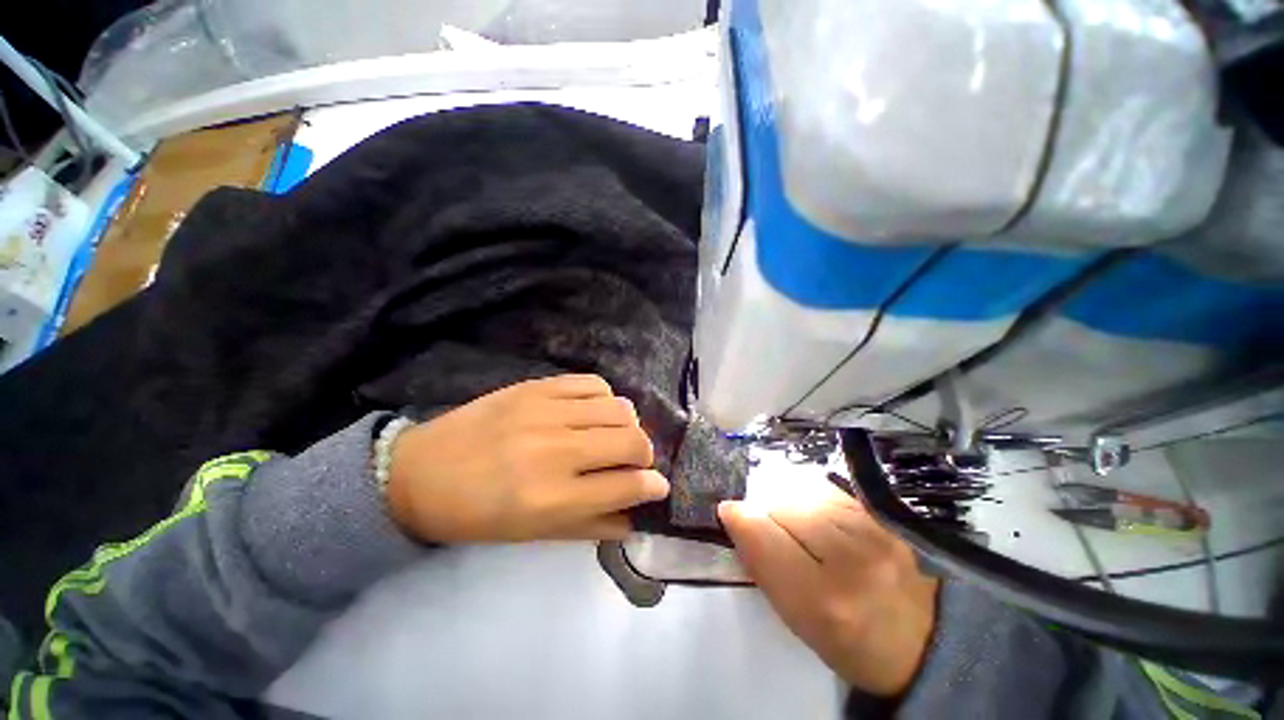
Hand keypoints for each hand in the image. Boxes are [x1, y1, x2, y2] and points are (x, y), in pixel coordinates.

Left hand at [387, 374, 669, 542]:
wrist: (420, 473)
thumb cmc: (476, 515)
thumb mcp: (532, 534)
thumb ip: (590, 525)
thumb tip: (634, 518)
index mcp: (550, 498)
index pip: (625, 485)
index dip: (652, 486)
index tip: (658, 486)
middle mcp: (554, 450)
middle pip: (630, 440)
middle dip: (645, 453)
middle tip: (637, 460)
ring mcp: (545, 411)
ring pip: (618, 407)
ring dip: (629, 424)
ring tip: (617, 434)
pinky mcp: (536, 387)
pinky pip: (592, 383)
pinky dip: (605, 398)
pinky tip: (595, 410)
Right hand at [719, 474, 939, 696]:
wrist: (928, 640)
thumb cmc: (853, 643)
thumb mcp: (799, 621)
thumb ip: (764, 566)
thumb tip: (736, 516)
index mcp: (824, 600)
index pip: (761, 534)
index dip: (738, 517)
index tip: (729, 513)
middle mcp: (851, 559)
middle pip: (782, 504)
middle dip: (764, 509)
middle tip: (767, 525)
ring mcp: (875, 531)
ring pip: (804, 491)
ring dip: (788, 501)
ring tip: (795, 521)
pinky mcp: (885, 516)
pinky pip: (829, 490)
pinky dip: (811, 497)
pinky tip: (817, 514)